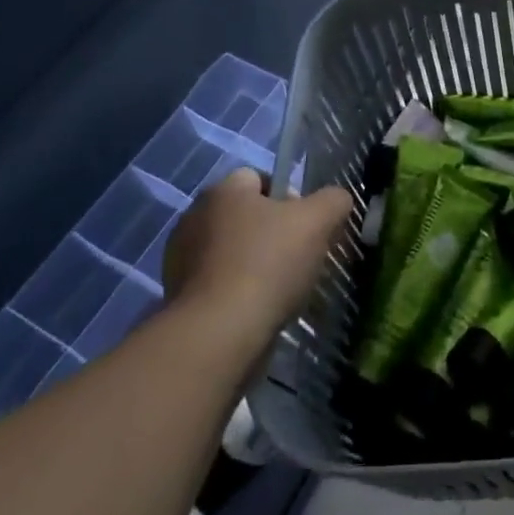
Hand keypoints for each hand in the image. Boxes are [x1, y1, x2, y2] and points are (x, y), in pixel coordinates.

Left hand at [162, 168, 352, 334]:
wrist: (217, 336)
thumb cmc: (267, 264)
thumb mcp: (318, 221)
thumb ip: (334, 201)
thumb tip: (336, 200)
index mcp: (223, 190)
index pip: (260, 178)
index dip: (288, 198)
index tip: (305, 226)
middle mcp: (195, 216)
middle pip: (245, 216)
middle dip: (270, 233)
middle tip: (297, 258)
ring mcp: (179, 260)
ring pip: (230, 252)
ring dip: (251, 265)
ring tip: (278, 291)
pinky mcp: (176, 298)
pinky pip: (215, 285)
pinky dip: (234, 294)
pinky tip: (254, 311)